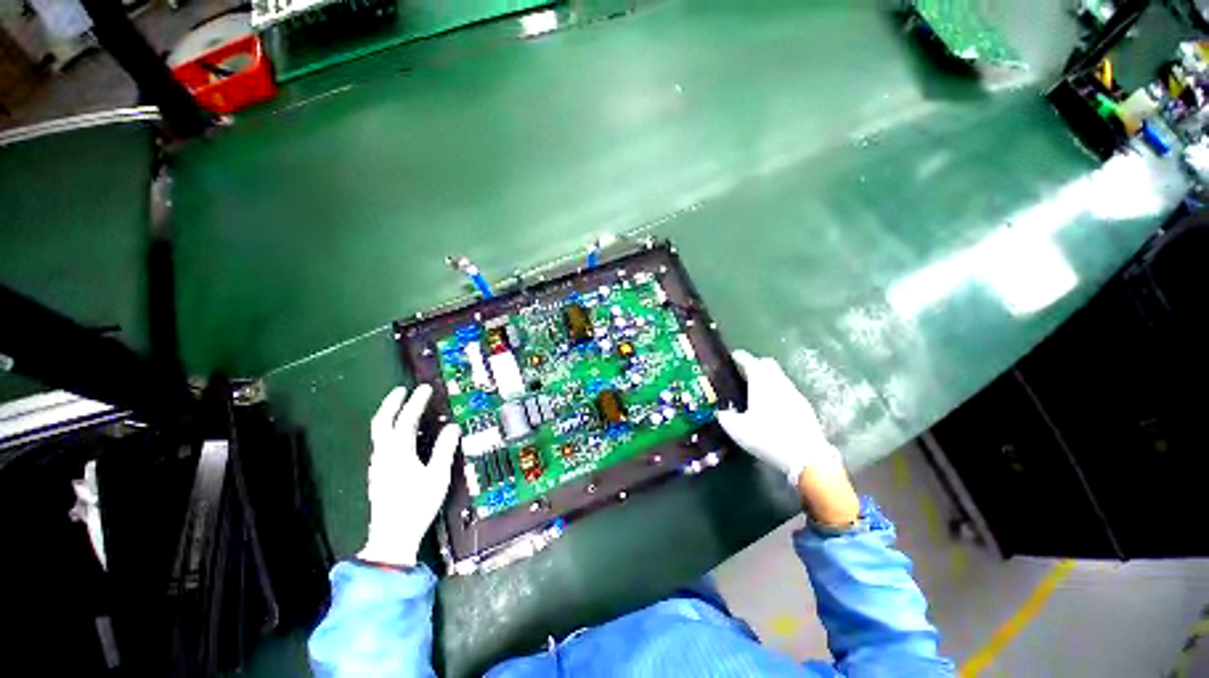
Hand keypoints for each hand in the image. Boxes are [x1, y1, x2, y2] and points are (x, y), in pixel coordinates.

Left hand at [358, 384, 460, 567]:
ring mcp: (377, 464)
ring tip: (400, 407)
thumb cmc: (417, 504)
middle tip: (402, 390)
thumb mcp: (437, 476)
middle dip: (391, 403)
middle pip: (382, 422)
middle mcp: (383, 454)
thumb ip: (444, 449)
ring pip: (379, 432)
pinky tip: (397, 434)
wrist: (392, 535)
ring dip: (388, 415)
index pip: (407, 419)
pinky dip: (388, 429)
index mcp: (398, 452)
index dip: (416, 402)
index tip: (425, 388)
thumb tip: (452, 427)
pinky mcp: (377, 473)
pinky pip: (381, 442)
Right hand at [717, 350, 858, 526]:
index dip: (739, 357)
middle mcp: (779, 382)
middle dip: (755, 365)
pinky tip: (772, 406)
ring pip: (779, 377)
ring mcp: (794, 394)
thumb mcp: (738, 430)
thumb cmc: (768, 438)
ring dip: (767, 378)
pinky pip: (787, 390)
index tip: (732, 357)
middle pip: (767, 364)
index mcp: (761, 382)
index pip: (749, 361)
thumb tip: (720, 412)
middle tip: (743, 374)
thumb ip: (725, 417)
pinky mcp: (804, 407)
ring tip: (755, 391)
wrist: (807, 457)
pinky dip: (777, 391)